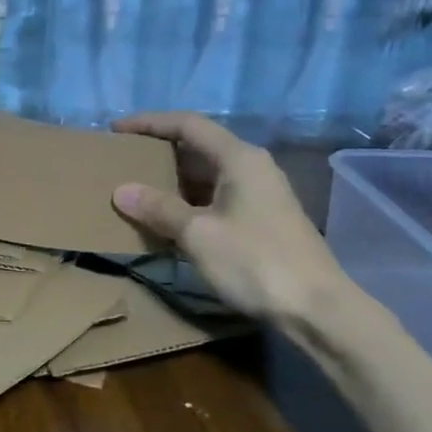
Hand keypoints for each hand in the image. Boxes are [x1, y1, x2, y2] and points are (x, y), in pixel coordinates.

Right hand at [110, 113, 349, 325]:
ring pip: (206, 175)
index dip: (149, 123)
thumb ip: (159, 208)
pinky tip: (166, 220)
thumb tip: (121, 191)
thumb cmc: (255, 262)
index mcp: (239, 158)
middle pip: (198, 146)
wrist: (316, 309)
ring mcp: (259, 194)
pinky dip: (188, 202)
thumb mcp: (198, 234)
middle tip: (122, 161)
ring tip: (137, 190)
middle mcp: (251, 167)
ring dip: (172, 181)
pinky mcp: (261, 220)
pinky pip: (215, 198)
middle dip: (159, 152)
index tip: (116, 130)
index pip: (187, 125)